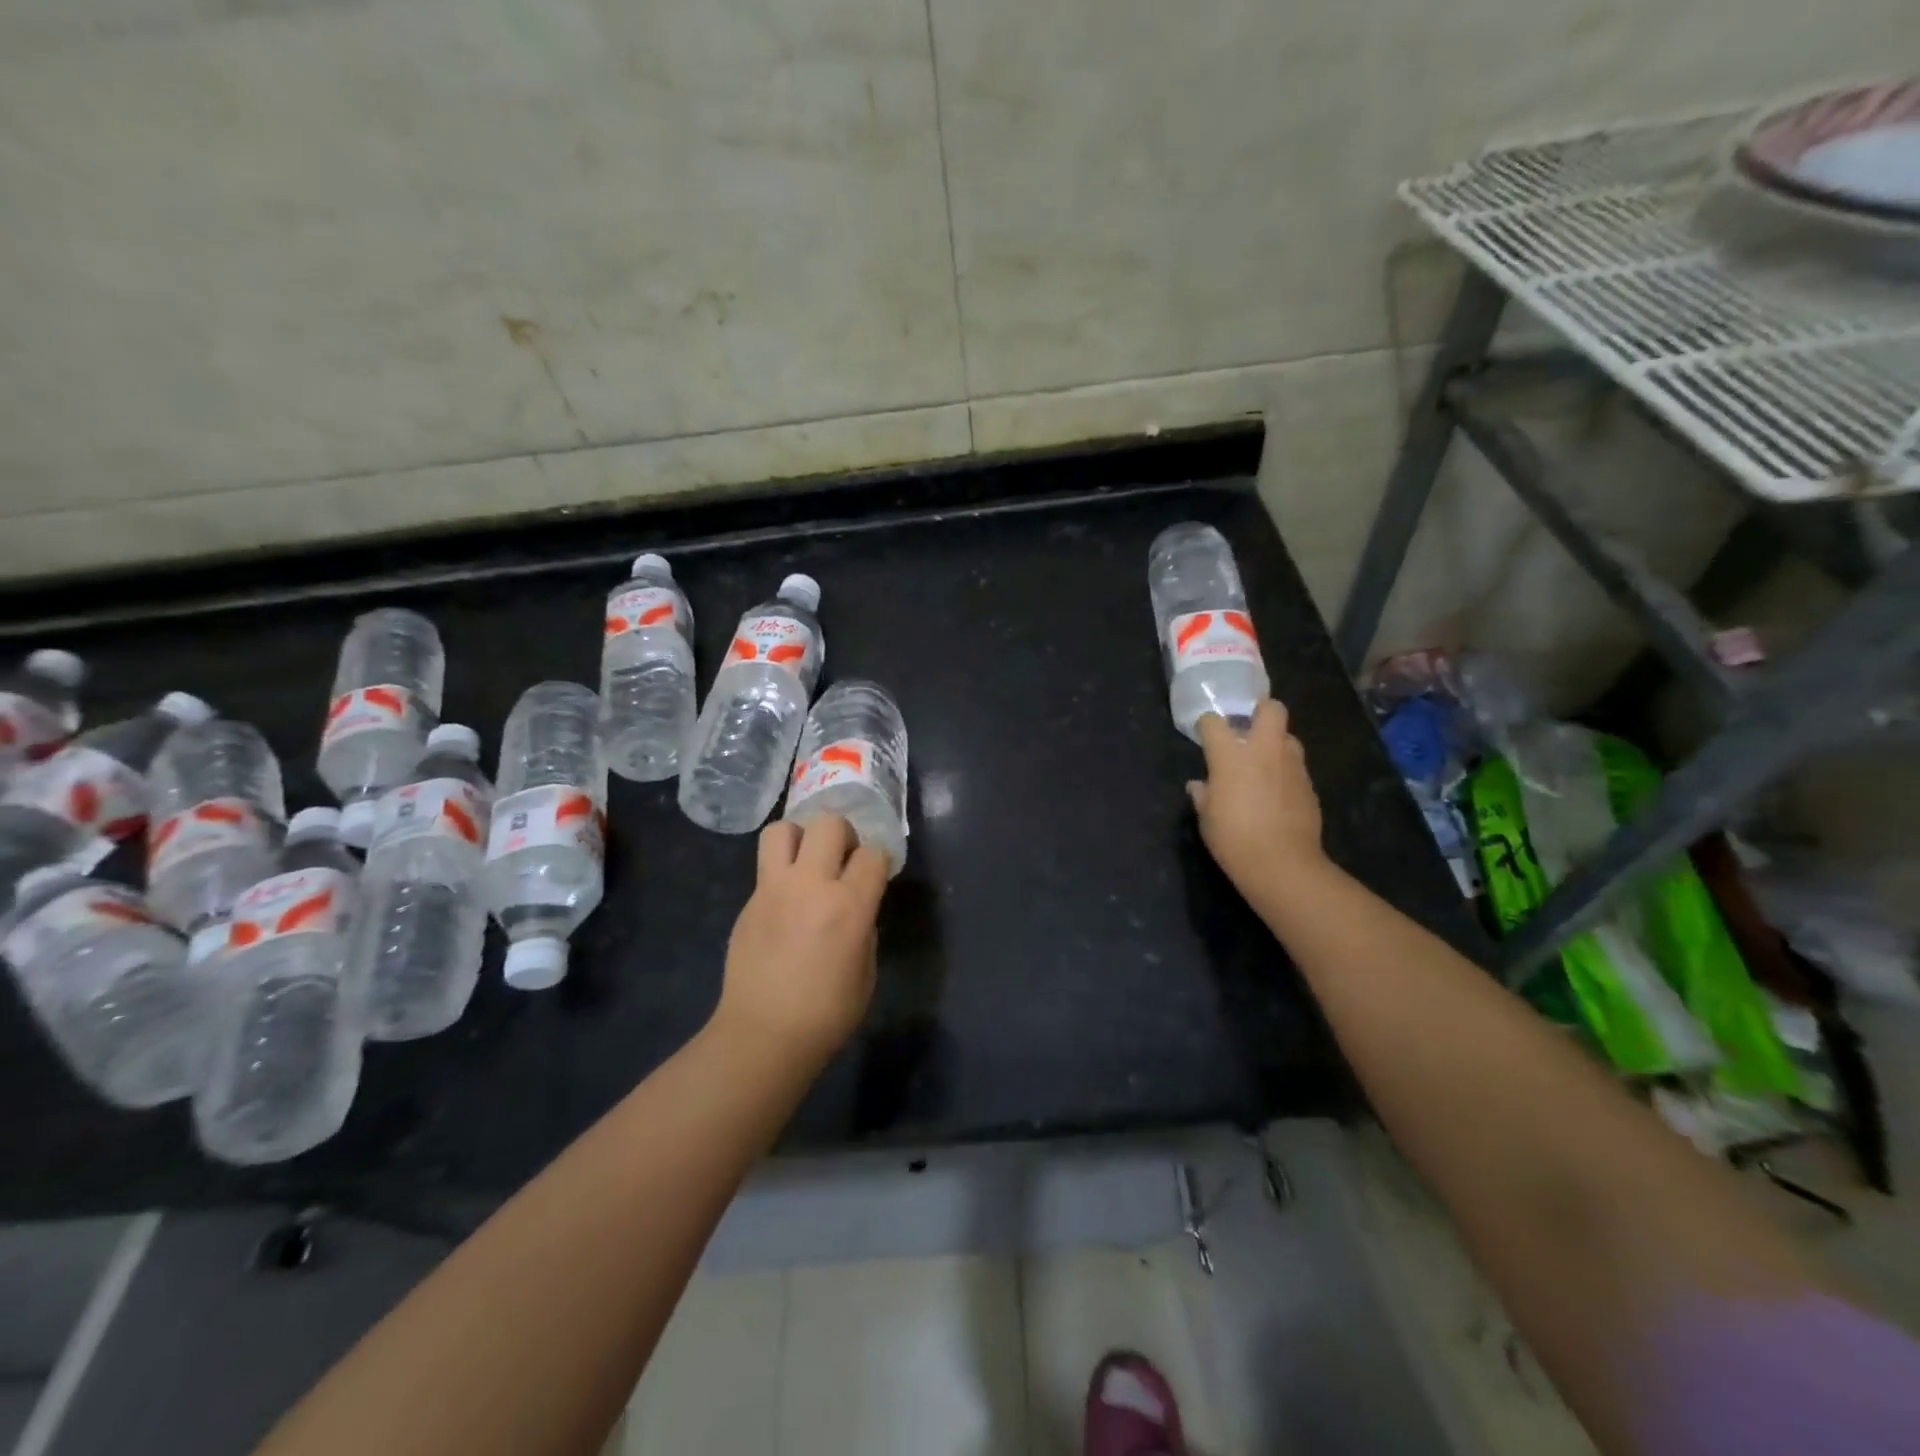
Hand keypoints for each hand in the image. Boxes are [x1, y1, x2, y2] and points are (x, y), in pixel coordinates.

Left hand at [715, 815, 887, 1067]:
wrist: (763, 1035)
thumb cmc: (826, 1014)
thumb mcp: (866, 970)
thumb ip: (864, 925)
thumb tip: (855, 904)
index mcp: (848, 905)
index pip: (872, 854)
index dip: (878, 862)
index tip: (875, 875)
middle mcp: (810, 885)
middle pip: (828, 823)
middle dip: (842, 835)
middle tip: (842, 860)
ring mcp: (773, 889)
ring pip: (783, 829)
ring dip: (801, 838)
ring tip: (807, 864)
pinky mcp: (749, 901)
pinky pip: (766, 866)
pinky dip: (781, 871)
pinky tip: (787, 901)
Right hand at [1188, 701, 1328, 904]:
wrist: (1282, 864)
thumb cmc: (1233, 838)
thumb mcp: (1206, 818)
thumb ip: (1203, 795)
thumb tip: (1198, 785)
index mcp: (1230, 755)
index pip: (1214, 722)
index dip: (1207, 725)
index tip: (1204, 734)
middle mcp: (1264, 750)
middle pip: (1271, 709)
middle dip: (1260, 711)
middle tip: (1248, 728)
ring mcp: (1291, 766)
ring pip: (1288, 737)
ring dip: (1276, 743)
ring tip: (1264, 763)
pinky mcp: (1309, 785)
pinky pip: (1296, 767)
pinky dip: (1285, 772)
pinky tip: (1277, 793)